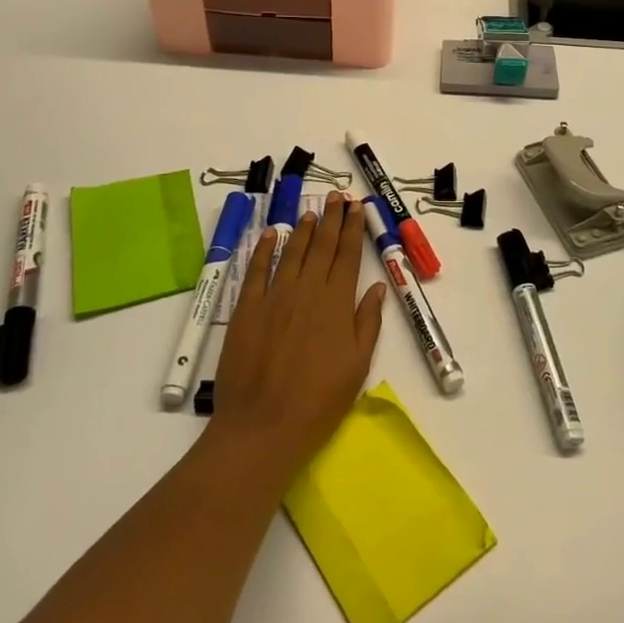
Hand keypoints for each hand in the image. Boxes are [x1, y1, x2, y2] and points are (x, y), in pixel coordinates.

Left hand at [208, 193, 386, 482]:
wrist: (263, 426)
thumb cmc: (318, 402)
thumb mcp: (357, 365)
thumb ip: (368, 322)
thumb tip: (377, 287)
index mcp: (337, 303)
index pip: (348, 256)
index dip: (353, 229)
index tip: (357, 208)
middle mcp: (307, 290)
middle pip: (322, 247)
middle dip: (332, 219)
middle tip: (337, 196)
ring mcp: (274, 297)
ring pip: (292, 252)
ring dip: (303, 229)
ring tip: (313, 211)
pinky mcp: (246, 309)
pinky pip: (257, 270)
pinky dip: (264, 250)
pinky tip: (271, 234)